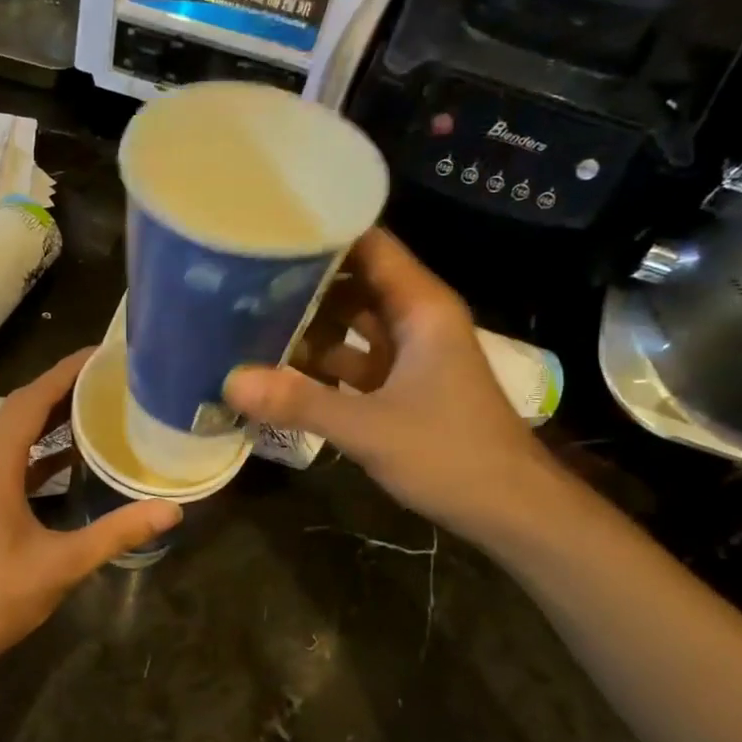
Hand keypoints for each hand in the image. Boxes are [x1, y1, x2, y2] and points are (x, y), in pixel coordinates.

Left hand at [0, 349, 180, 676]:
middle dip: (62, 388)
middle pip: (21, 409)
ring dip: (49, 417)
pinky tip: (70, 457)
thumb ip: (117, 532)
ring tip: (96, 406)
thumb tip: (172, 509)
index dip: (65, 372)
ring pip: (13, 434)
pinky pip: (9, 459)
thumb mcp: (62, 563)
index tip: (101, 354)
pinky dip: (39, 450)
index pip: (31, 399)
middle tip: (109, 377)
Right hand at [225, 227, 558, 543]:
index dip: (321, 233)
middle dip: (301, 282)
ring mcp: (410, 353)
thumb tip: (229, 382)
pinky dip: (320, 364)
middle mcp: (415, 319)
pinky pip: (353, 360)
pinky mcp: (402, 386)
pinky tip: (277, 371)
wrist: (512, 511)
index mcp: (420, 307)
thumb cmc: (452, 454)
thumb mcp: (370, 427)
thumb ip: (299, 402)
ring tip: (246, 321)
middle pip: (352, 281)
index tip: (266, 230)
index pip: (368, 245)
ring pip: (350, 323)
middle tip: (240, 280)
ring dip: (307, 326)